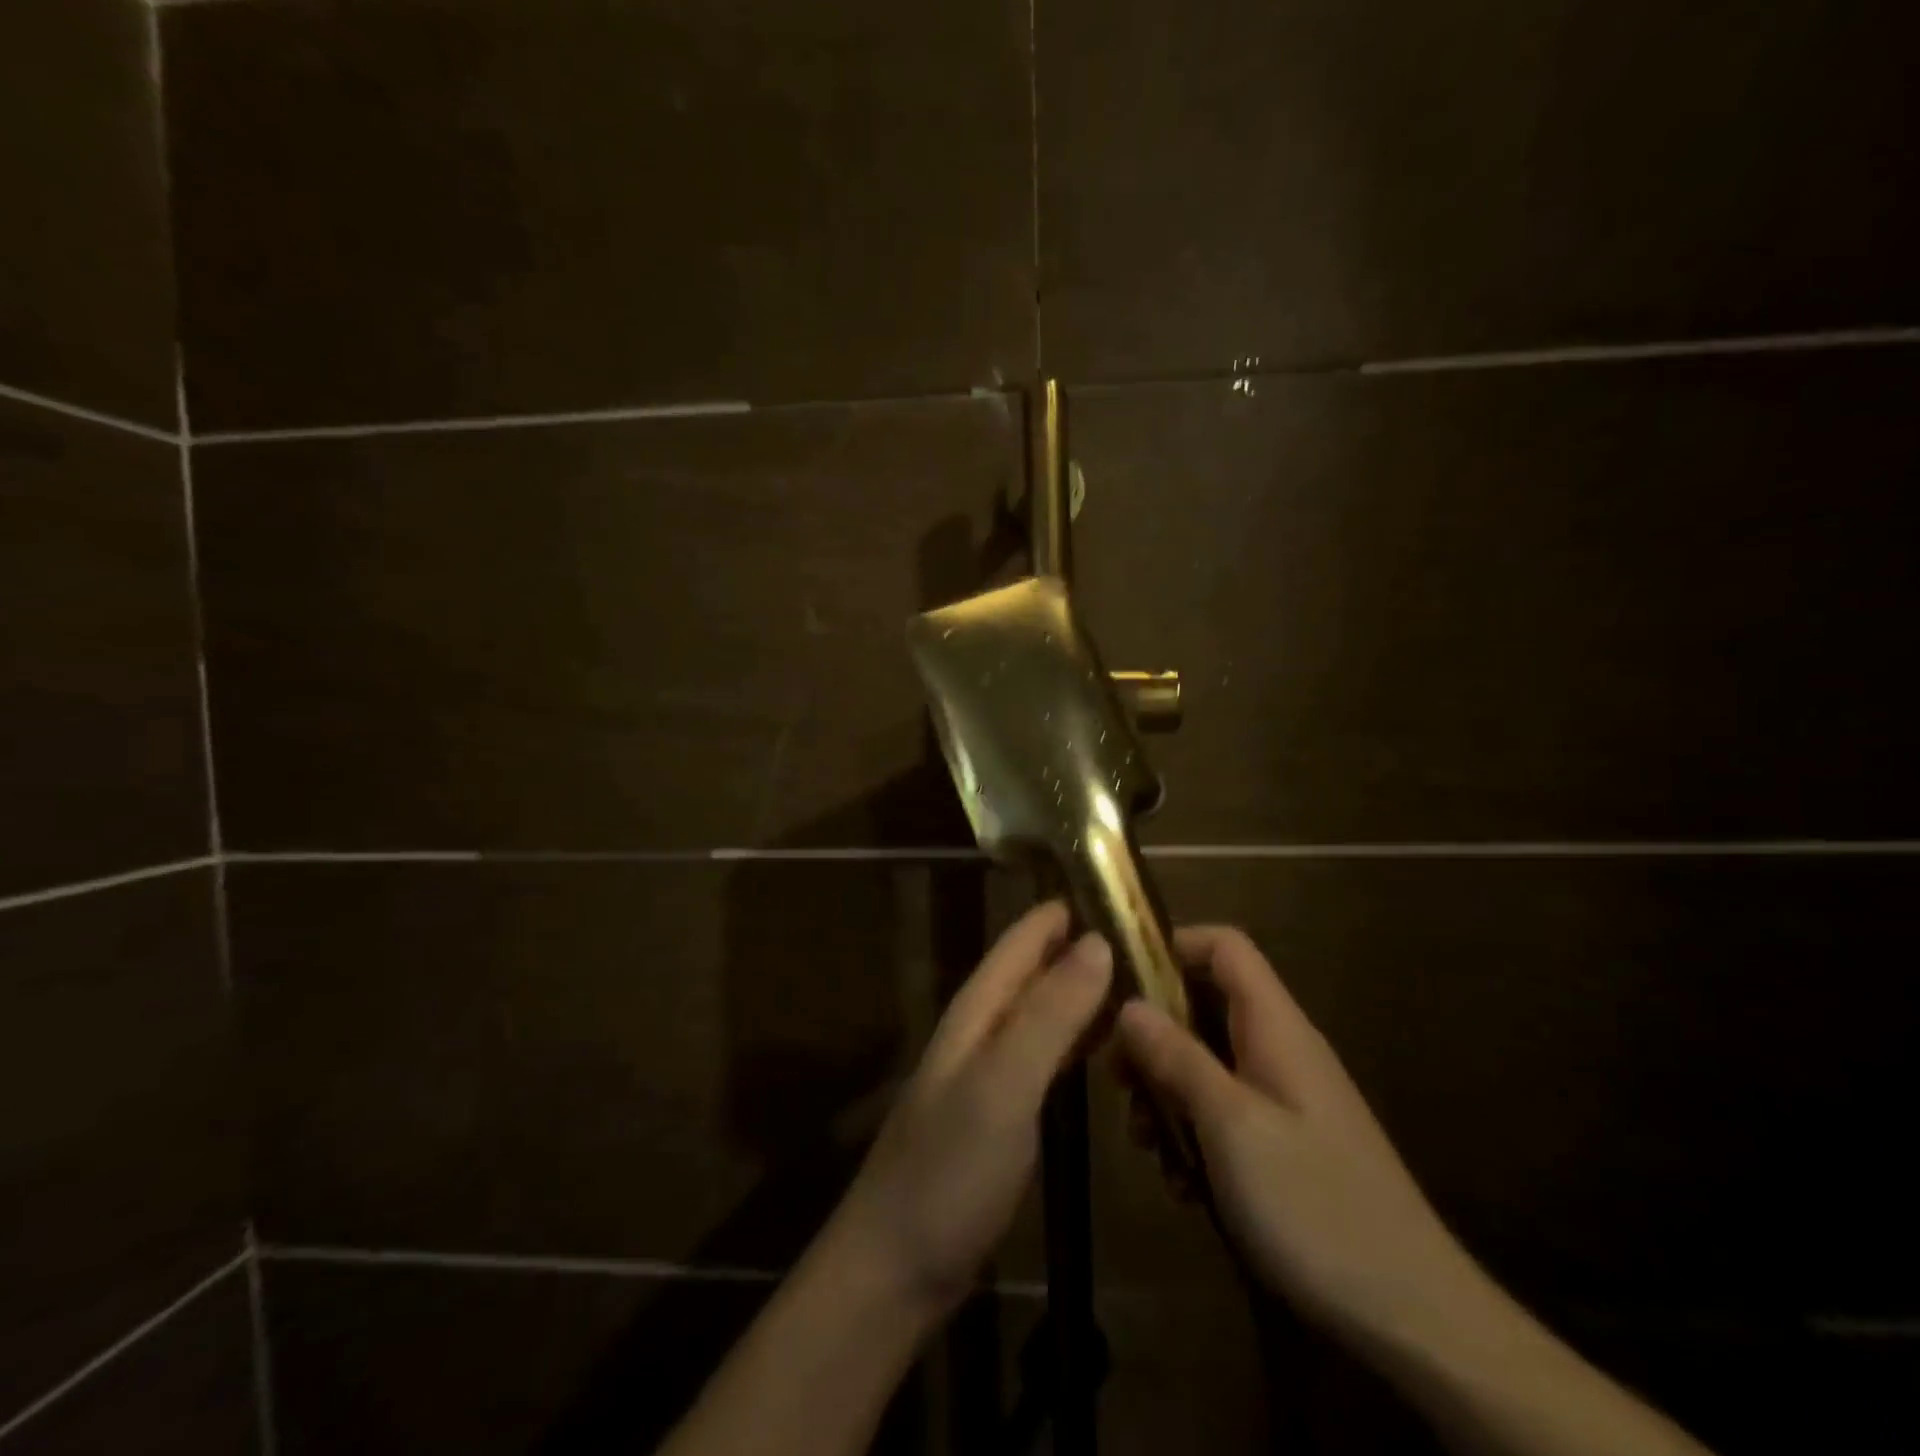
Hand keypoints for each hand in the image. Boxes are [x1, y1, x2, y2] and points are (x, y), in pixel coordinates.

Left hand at [823, 900, 1112, 1320]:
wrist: (898, 1265)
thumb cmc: (951, 1167)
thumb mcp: (1005, 1083)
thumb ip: (1049, 1013)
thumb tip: (1097, 942)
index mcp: (977, 1011)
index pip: (1021, 941)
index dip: (1061, 912)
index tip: (1113, 888)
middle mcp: (982, 1031)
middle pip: (1033, 973)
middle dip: (1079, 947)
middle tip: (1143, 936)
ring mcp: (990, 1074)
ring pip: (1041, 1013)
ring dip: (1082, 992)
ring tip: (1136, 980)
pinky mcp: (1002, 1114)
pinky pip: (1046, 1057)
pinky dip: (1077, 1040)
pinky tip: (1105, 1047)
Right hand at [1117, 926, 1488, 1354]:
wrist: (1414, 1317)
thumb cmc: (1314, 1205)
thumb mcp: (1230, 1126)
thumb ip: (1178, 1057)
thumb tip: (1130, 1005)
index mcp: (1276, 1027)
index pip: (1224, 946)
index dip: (1172, 946)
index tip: (1121, 982)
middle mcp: (1281, 1049)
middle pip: (1205, 1005)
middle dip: (1154, 1035)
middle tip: (1120, 1081)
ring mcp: (1286, 1098)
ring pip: (1208, 1062)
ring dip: (1168, 1092)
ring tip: (1146, 1143)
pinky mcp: (1286, 1143)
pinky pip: (1225, 1111)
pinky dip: (1194, 1132)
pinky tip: (1182, 1183)